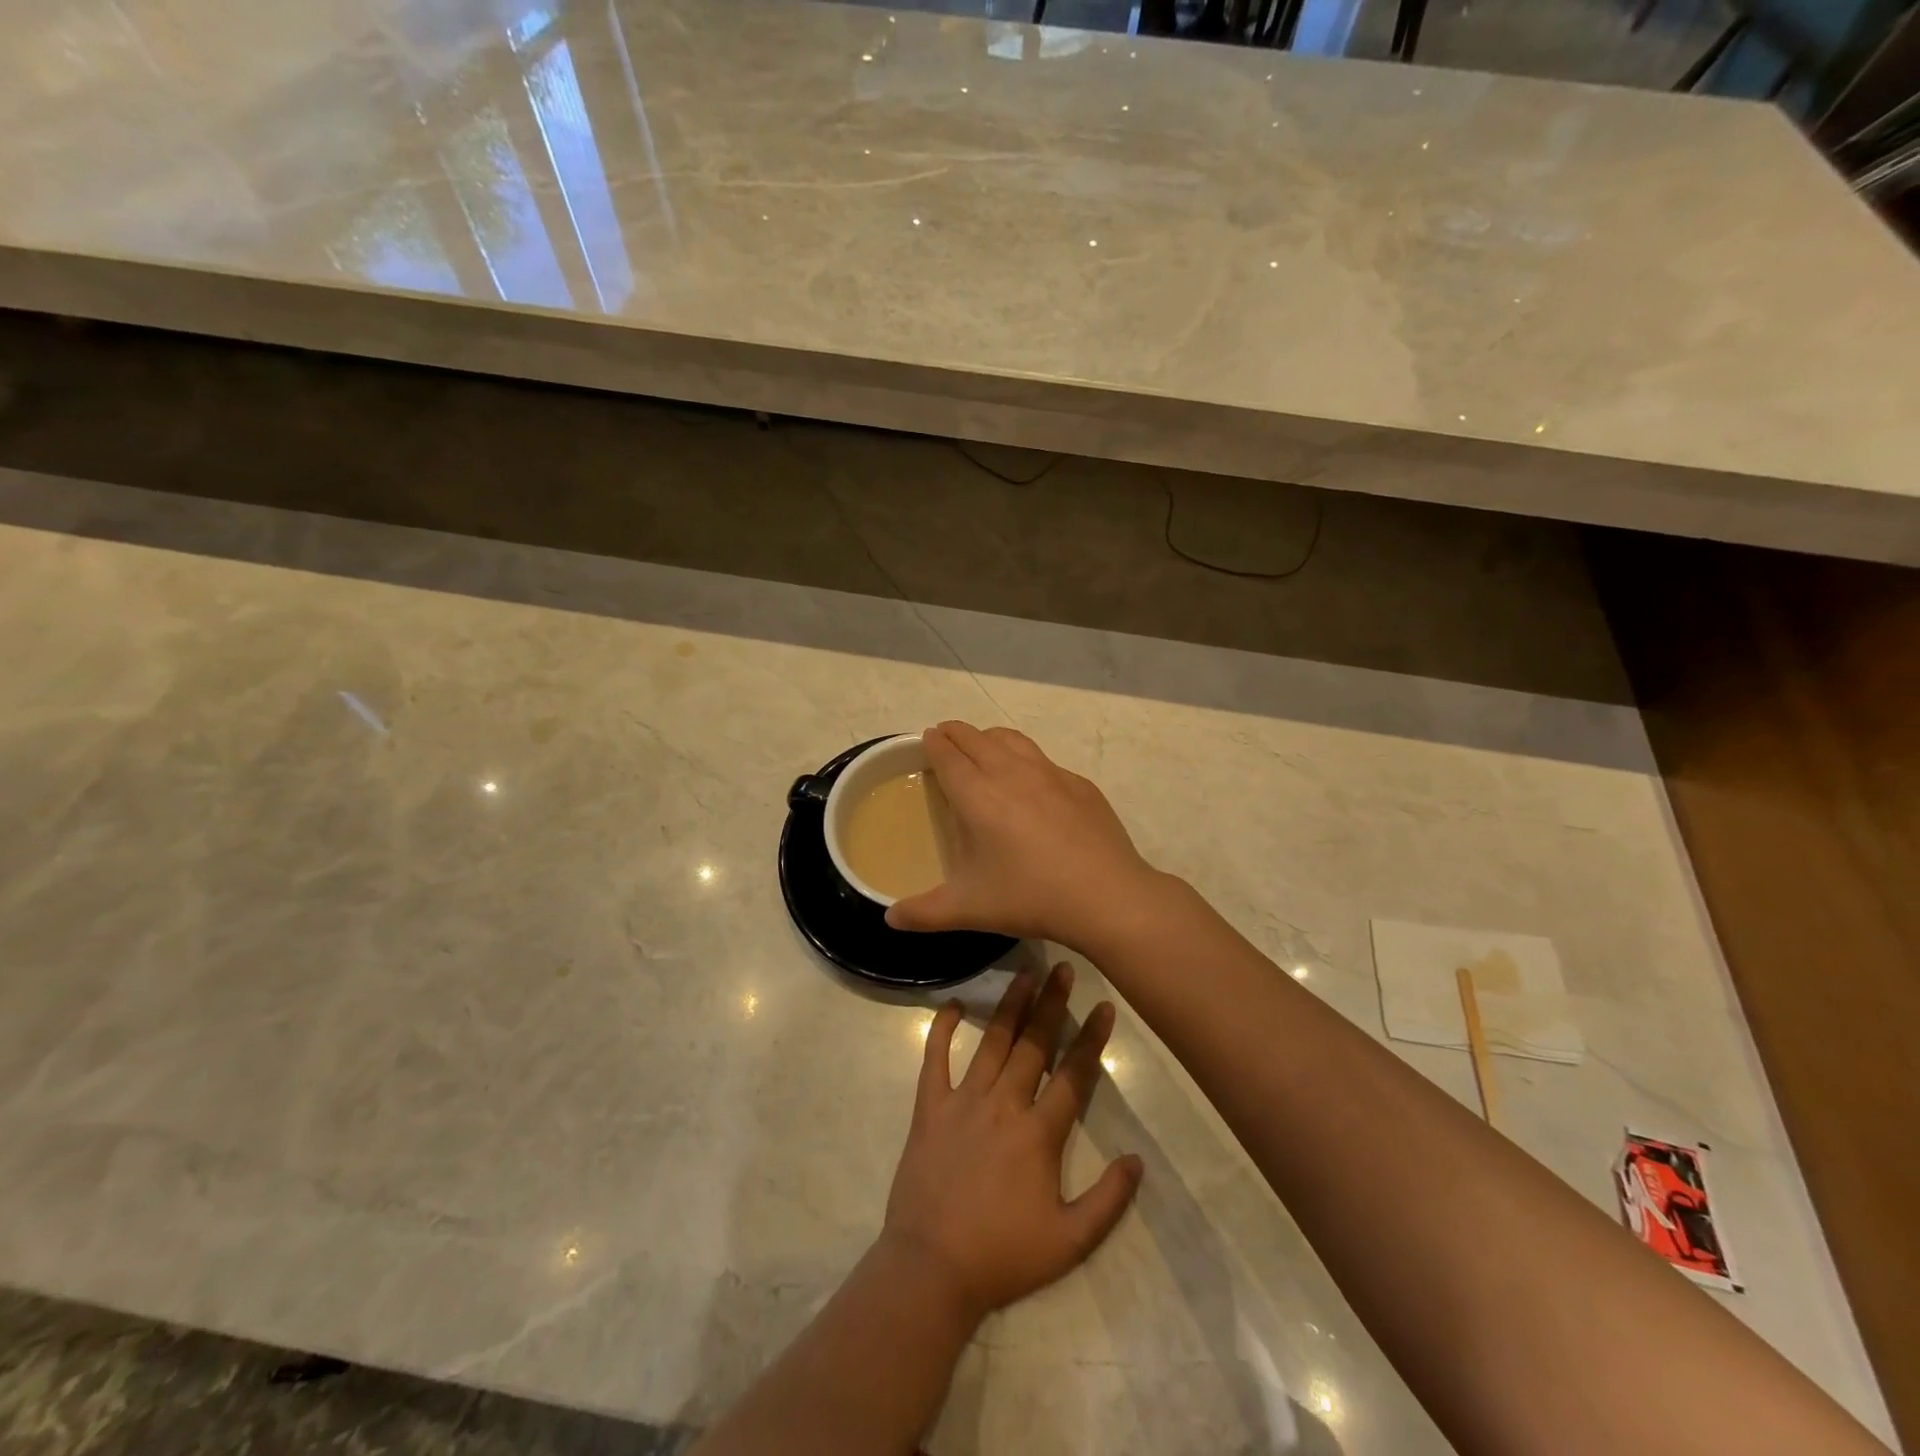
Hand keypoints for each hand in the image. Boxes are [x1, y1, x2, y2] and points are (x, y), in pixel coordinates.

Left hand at [881, 964, 1142, 1323]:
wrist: (931, 1268)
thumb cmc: (1003, 1256)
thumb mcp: (1070, 1242)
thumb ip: (1109, 1200)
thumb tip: (1137, 1160)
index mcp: (1039, 1133)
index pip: (1073, 1074)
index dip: (1092, 1038)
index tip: (1104, 1006)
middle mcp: (1004, 1104)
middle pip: (1034, 1044)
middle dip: (1052, 1003)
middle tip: (1064, 967)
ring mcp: (963, 1100)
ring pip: (992, 1041)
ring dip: (1010, 1006)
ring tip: (1025, 973)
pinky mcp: (930, 1107)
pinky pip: (934, 1058)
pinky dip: (941, 1029)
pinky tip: (952, 1005)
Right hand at [886, 722, 1166, 950]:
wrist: (1106, 895)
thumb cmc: (1030, 897)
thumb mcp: (969, 909)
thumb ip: (924, 913)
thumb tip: (890, 919)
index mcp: (977, 796)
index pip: (948, 755)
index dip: (934, 743)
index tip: (927, 738)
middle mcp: (1010, 773)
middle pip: (976, 738)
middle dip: (956, 733)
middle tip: (946, 737)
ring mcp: (1049, 773)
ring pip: (1011, 739)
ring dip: (990, 737)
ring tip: (983, 746)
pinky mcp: (1078, 784)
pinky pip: (1043, 759)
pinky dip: (1025, 758)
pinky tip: (1030, 782)